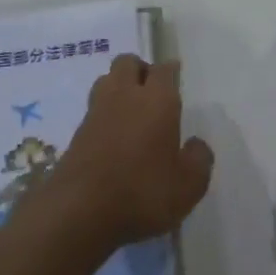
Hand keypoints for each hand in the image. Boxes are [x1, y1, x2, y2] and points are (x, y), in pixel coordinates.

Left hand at [24, 55, 213, 251]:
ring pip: (107, 80)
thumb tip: (196, 144)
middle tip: (153, 92)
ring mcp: (96, 113)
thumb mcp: (189, 185)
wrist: (79, 212)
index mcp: (157, 100)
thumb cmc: (143, 192)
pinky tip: (114, 137)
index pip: (164, 70)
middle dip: (141, 70)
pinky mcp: (76, 133)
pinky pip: (94, 110)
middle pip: (128, 63)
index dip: (171, 71)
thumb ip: (199, 160)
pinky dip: (105, 114)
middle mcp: (125, 96)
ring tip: (132, 111)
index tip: (176, 76)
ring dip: (119, 87)